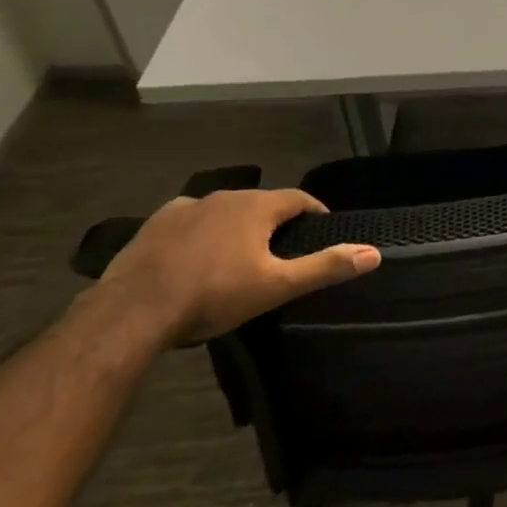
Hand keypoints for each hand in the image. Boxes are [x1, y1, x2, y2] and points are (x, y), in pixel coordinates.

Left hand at [99, 189, 379, 344]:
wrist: (132, 311)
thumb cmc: (213, 295)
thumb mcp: (276, 286)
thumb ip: (325, 267)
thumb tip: (374, 253)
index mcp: (256, 206)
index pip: (299, 199)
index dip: (314, 212)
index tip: (322, 229)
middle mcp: (224, 196)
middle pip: (261, 203)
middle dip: (274, 222)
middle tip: (281, 251)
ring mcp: (186, 207)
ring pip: (225, 211)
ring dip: (237, 226)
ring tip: (238, 256)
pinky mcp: (155, 224)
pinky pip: (190, 220)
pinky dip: (201, 232)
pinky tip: (195, 255)